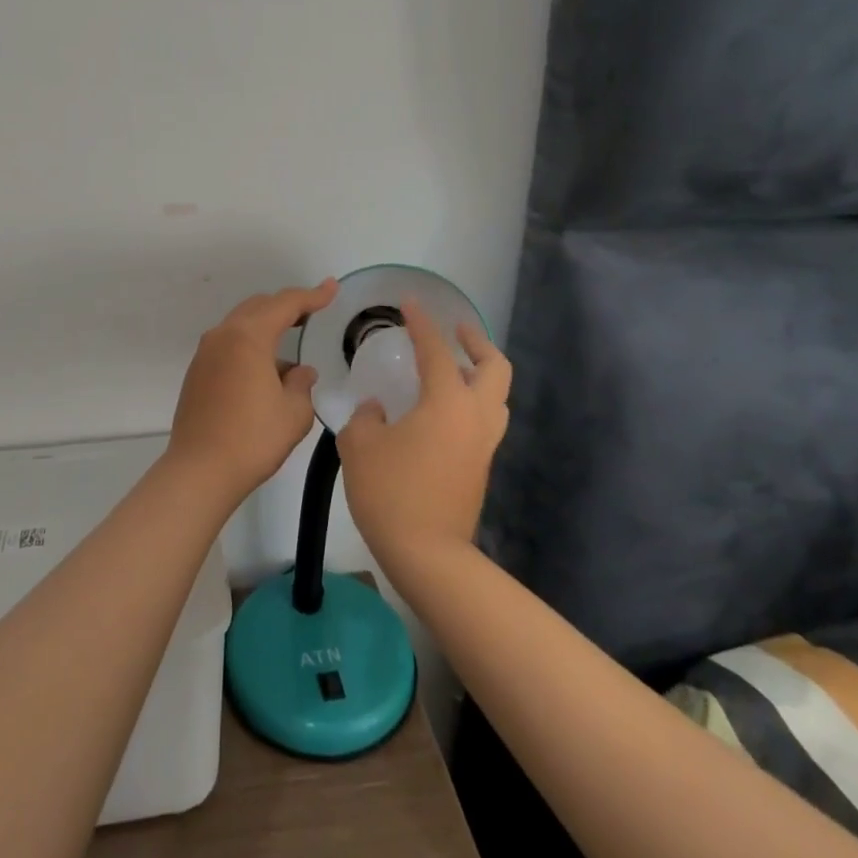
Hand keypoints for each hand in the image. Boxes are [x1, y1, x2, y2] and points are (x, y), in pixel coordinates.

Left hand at [166, 279, 339, 503]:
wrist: (199, 471)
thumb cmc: (252, 439)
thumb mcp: (293, 413)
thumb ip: (301, 383)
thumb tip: (299, 372)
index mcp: (249, 337)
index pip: (285, 304)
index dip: (312, 295)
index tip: (331, 288)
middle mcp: (223, 336)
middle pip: (259, 307)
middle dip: (286, 307)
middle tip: (312, 312)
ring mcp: (206, 353)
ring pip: (241, 324)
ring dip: (266, 328)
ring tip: (290, 349)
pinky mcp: (197, 372)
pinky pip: (228, 344)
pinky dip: (250, 345)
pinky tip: (265, 372)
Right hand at [336, 300, 510, 580]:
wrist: (427, 554)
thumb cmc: (390, 491)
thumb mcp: (360, 446)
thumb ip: (366, 418)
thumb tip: (377, 410)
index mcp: (447, 402)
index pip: (436, 350)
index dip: (421, 323)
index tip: (409, 303)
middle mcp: (475, 416)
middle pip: (495, 367)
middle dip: (477, 342)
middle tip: (455, 331)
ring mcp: (484, 444)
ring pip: (497, 396)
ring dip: (480, 373)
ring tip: (452, 368)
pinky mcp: (481, 467)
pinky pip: (486, 420)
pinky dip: (472, 401)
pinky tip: (441, 410)